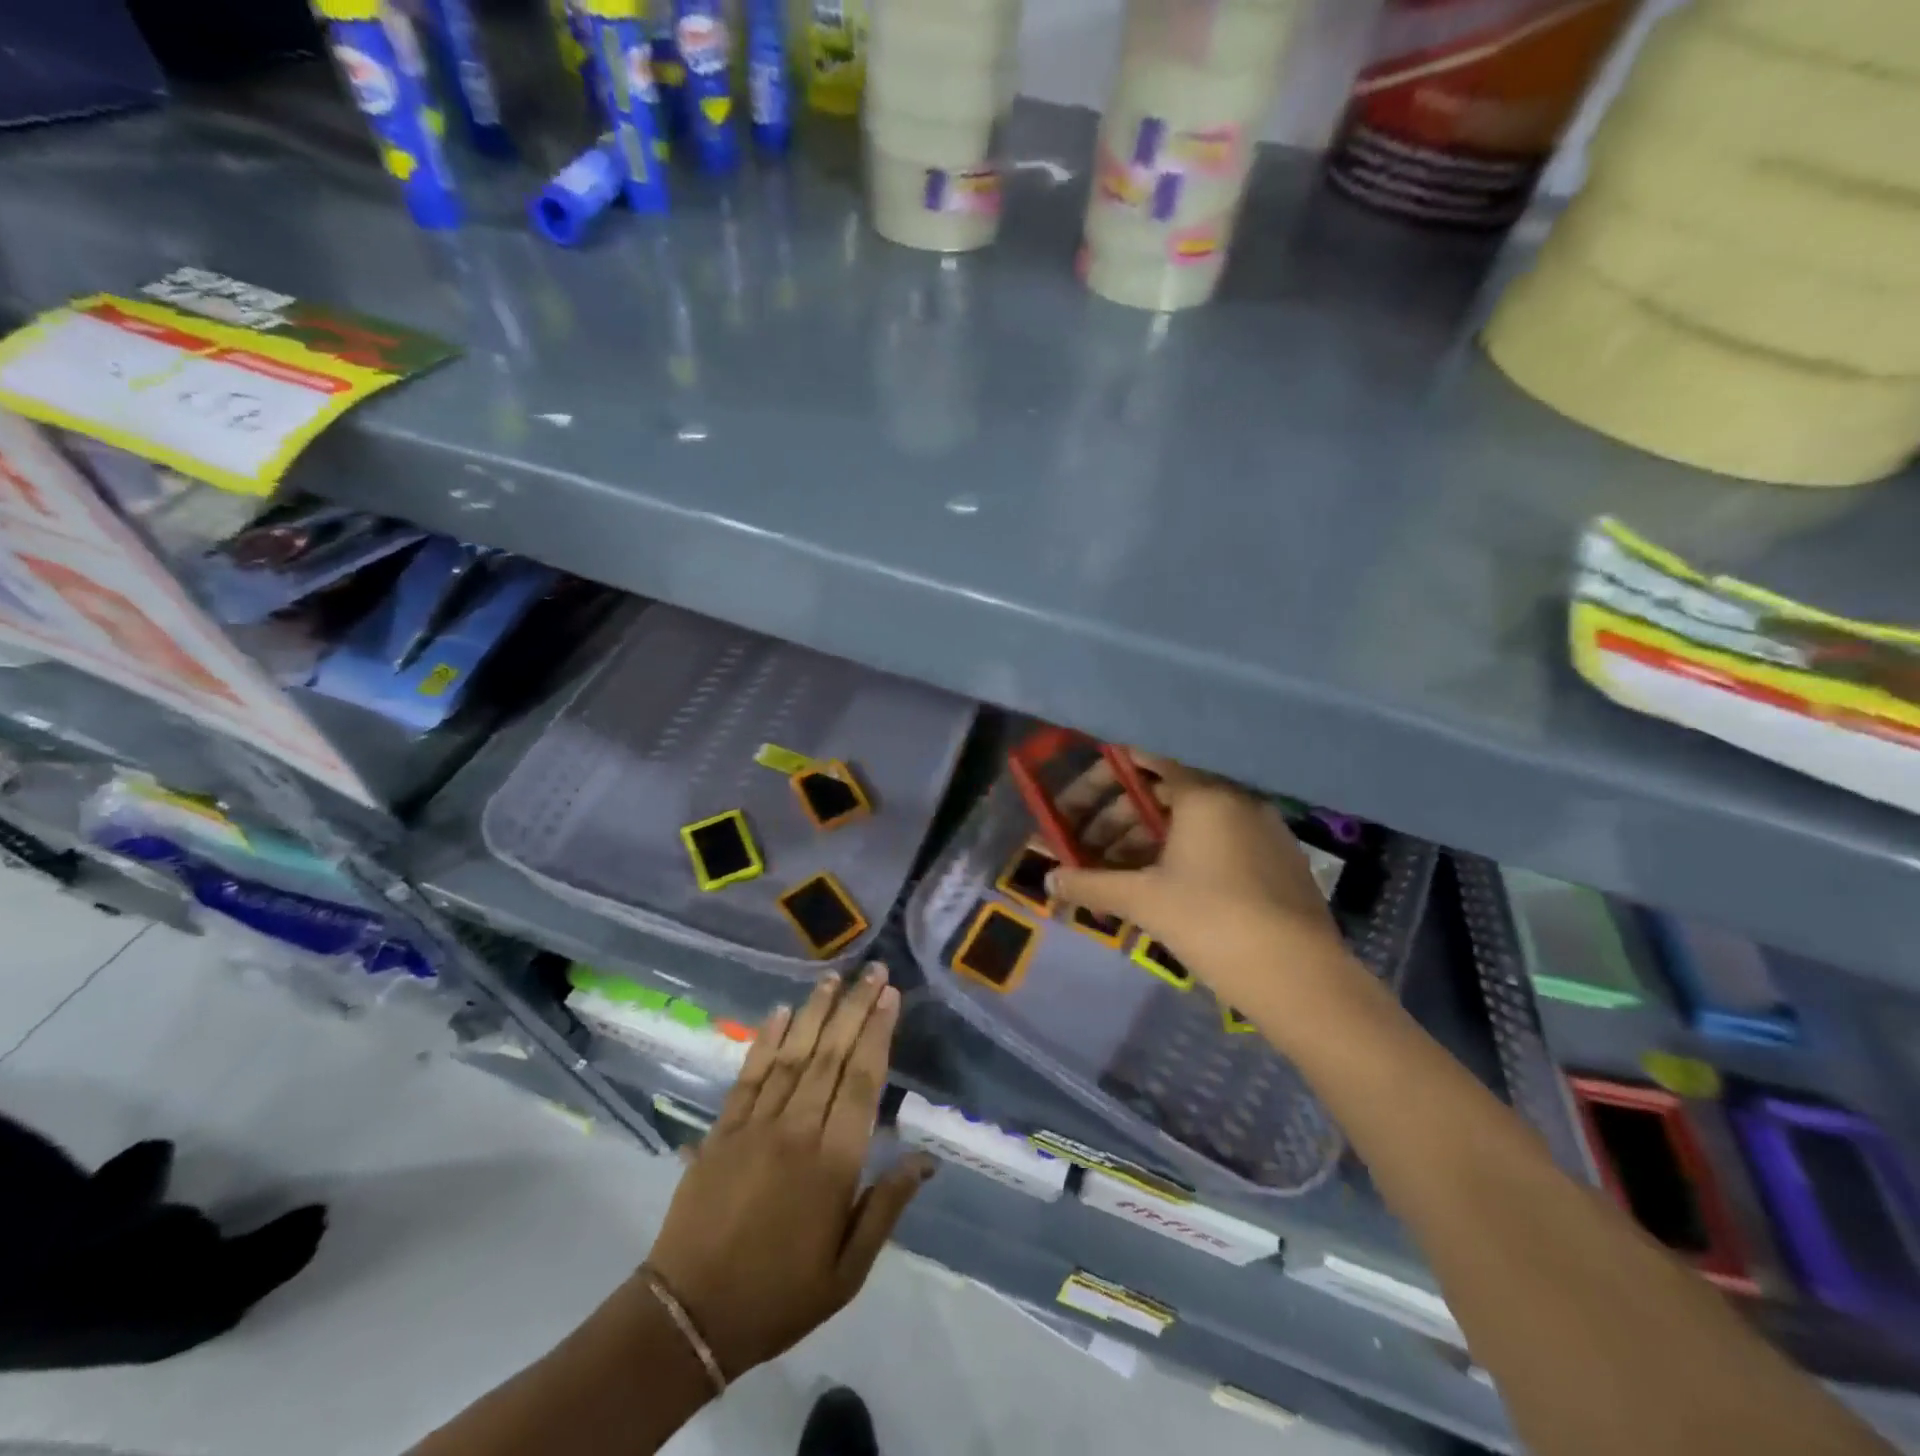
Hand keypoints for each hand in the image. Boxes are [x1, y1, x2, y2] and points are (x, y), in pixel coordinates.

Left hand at [643, 967, 933, 1381]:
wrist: (690, 1317)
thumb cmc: (779, 1295)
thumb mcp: (848, 1271)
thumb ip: (886, 1207)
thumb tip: (924, 1159)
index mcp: (832, 1164)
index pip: (862, 1082)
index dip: (878, 1034)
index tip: (890, 997)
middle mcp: (797, 1131)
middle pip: (831, 1056)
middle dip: (855, 1009)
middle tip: (872, 971)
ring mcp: (755, 1125)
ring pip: (792, 1055)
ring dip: (814, 1012)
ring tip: (833, 978)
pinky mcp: (722, 1129)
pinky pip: (749, 1075)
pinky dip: (765, 1040)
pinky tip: (779, 1012)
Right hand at [1051, 751, 1357, 1010]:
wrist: (1300, 978)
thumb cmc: (1212, 922)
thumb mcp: (1143, 901)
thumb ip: (1090, 885)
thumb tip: (1048, 882)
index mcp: (1204, 794)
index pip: (1145, 759)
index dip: (1105, 777)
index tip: (1077, 802)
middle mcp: (1234, 799)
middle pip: (1162, 793)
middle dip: (1116, 819)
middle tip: (1084, 849)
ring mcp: (1260, 829)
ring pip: (1188, 822)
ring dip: (1143, 841)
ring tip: (1113, 875)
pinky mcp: (1275, 860)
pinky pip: (1215, 842)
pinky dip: (1179, 855)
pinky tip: (1157, 889)